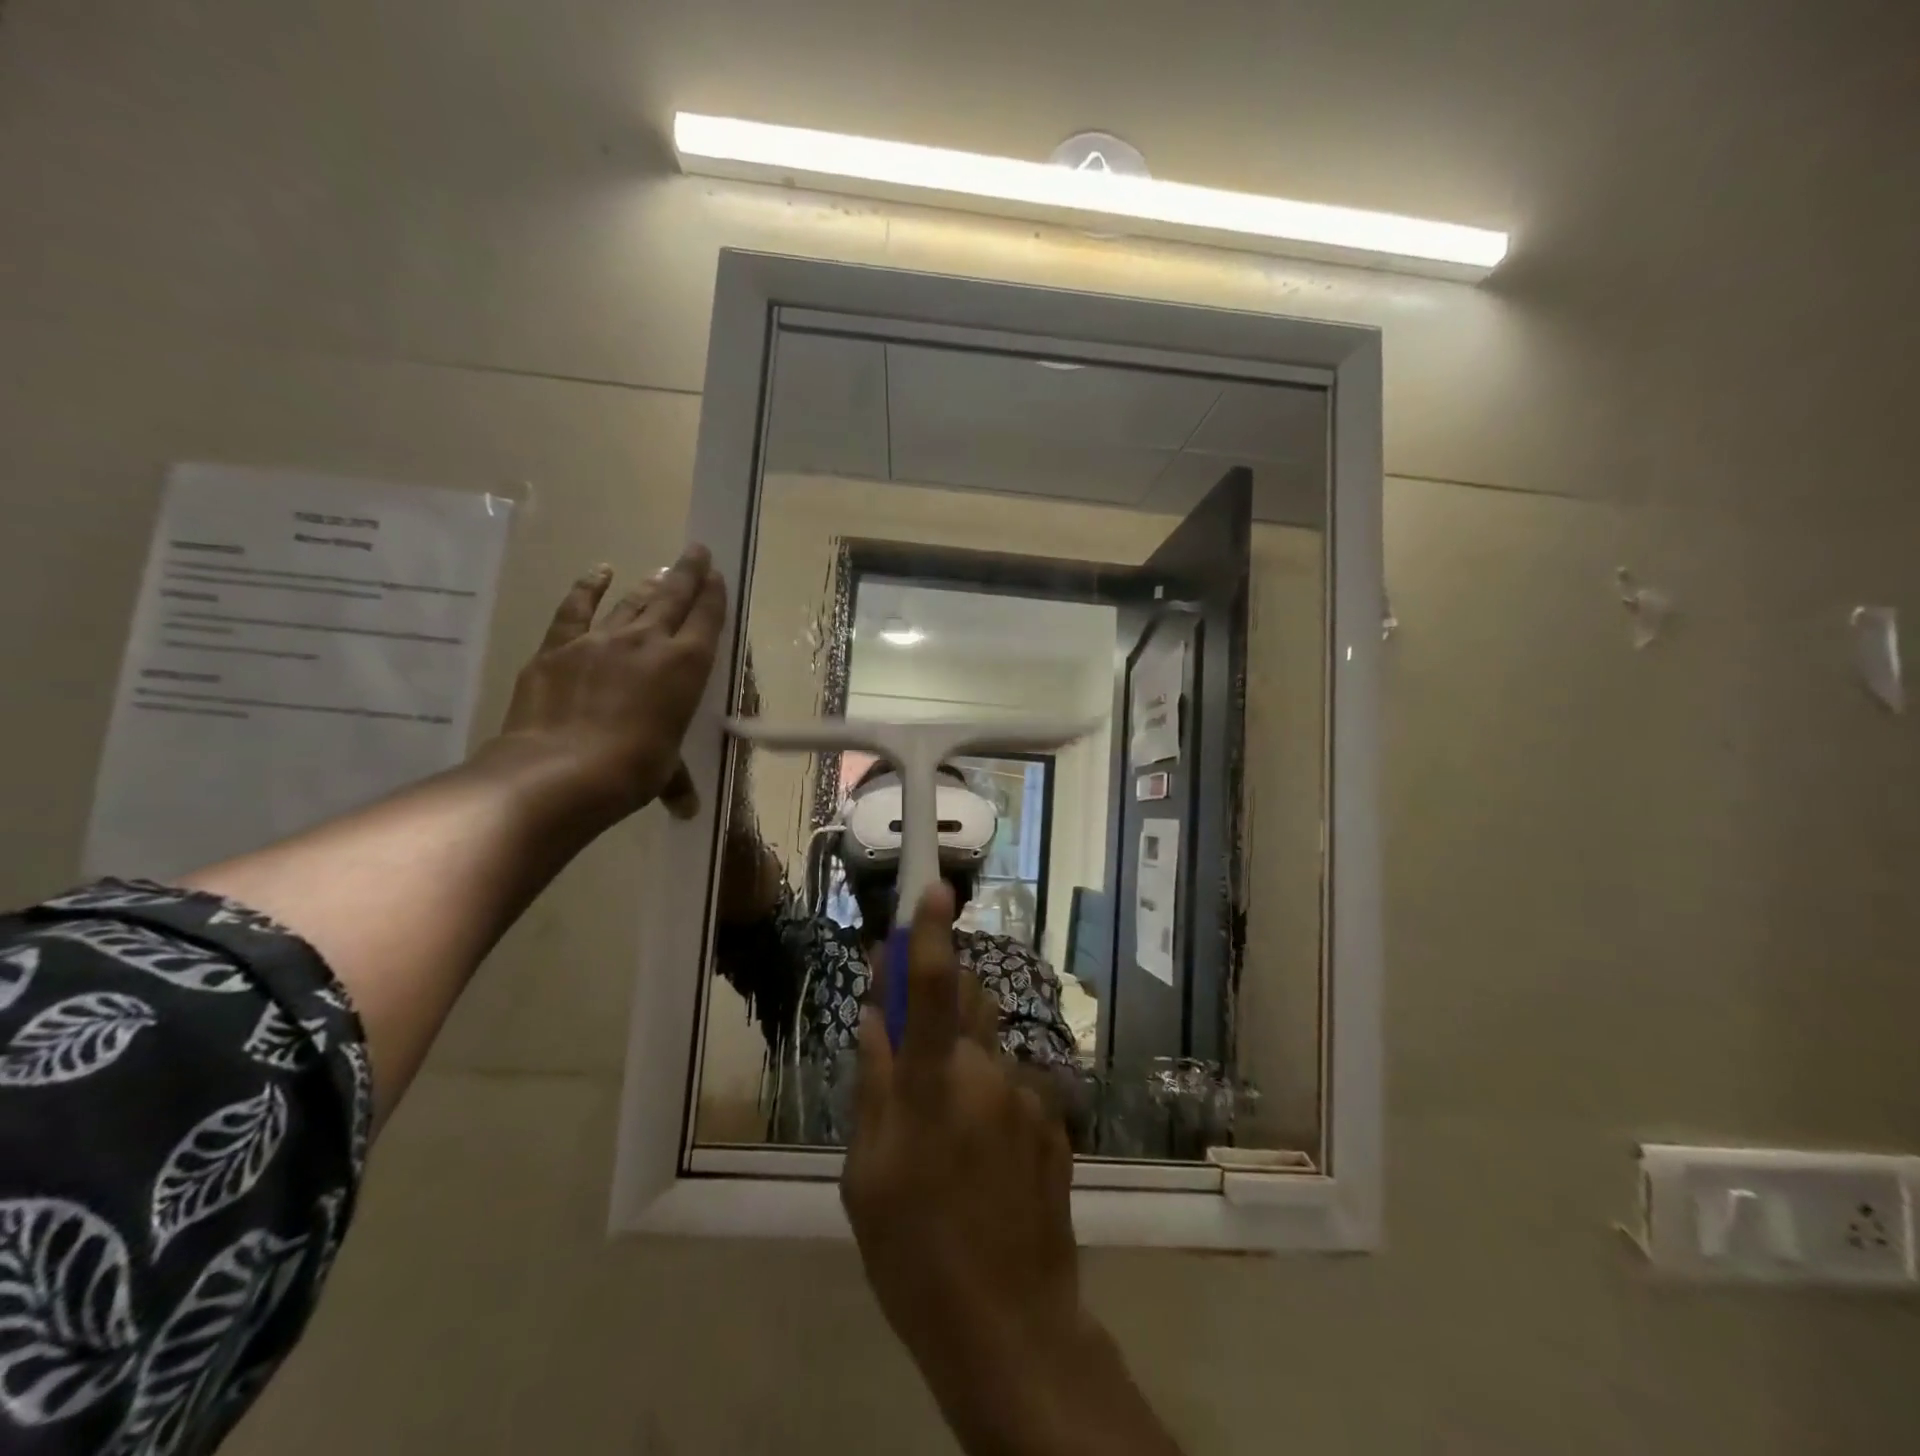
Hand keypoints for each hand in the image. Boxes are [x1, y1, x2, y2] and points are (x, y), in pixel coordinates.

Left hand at [490, 547, 725, 823]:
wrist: (560, 769)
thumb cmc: (632, 770)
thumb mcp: (664, 772)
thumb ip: (676, 781)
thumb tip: (687, 808)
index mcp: (686, 667)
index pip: (706, 620)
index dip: (713, 595)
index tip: (717, 576)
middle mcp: (649, 642)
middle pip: (673, 597)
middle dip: (688, 573)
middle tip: (697, 551)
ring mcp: (601, 639)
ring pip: (632, 601)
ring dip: (649, 584)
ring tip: (661, 571)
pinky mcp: (559, 646)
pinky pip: (576, 608)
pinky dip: (587, 587)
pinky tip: (597, 572)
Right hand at [844, 887, 1182, 1455]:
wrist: (1012, 1326)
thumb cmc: (916, 1252)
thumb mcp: (867, 1173)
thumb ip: (873, 1083)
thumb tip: (874, 1018)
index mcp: (934, 1083)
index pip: (933, 987)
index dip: (932, 934)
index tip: (937, 889)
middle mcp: (988, 1072)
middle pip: (967, 1001)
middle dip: (942, 999)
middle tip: (914, 1044)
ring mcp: (1029, 1096)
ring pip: (987, 1049)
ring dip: (963, 1063)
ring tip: (946, 1136)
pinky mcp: (1056, 1121)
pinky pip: (1013, 1088)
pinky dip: (992, 1100)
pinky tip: (983, 1161)